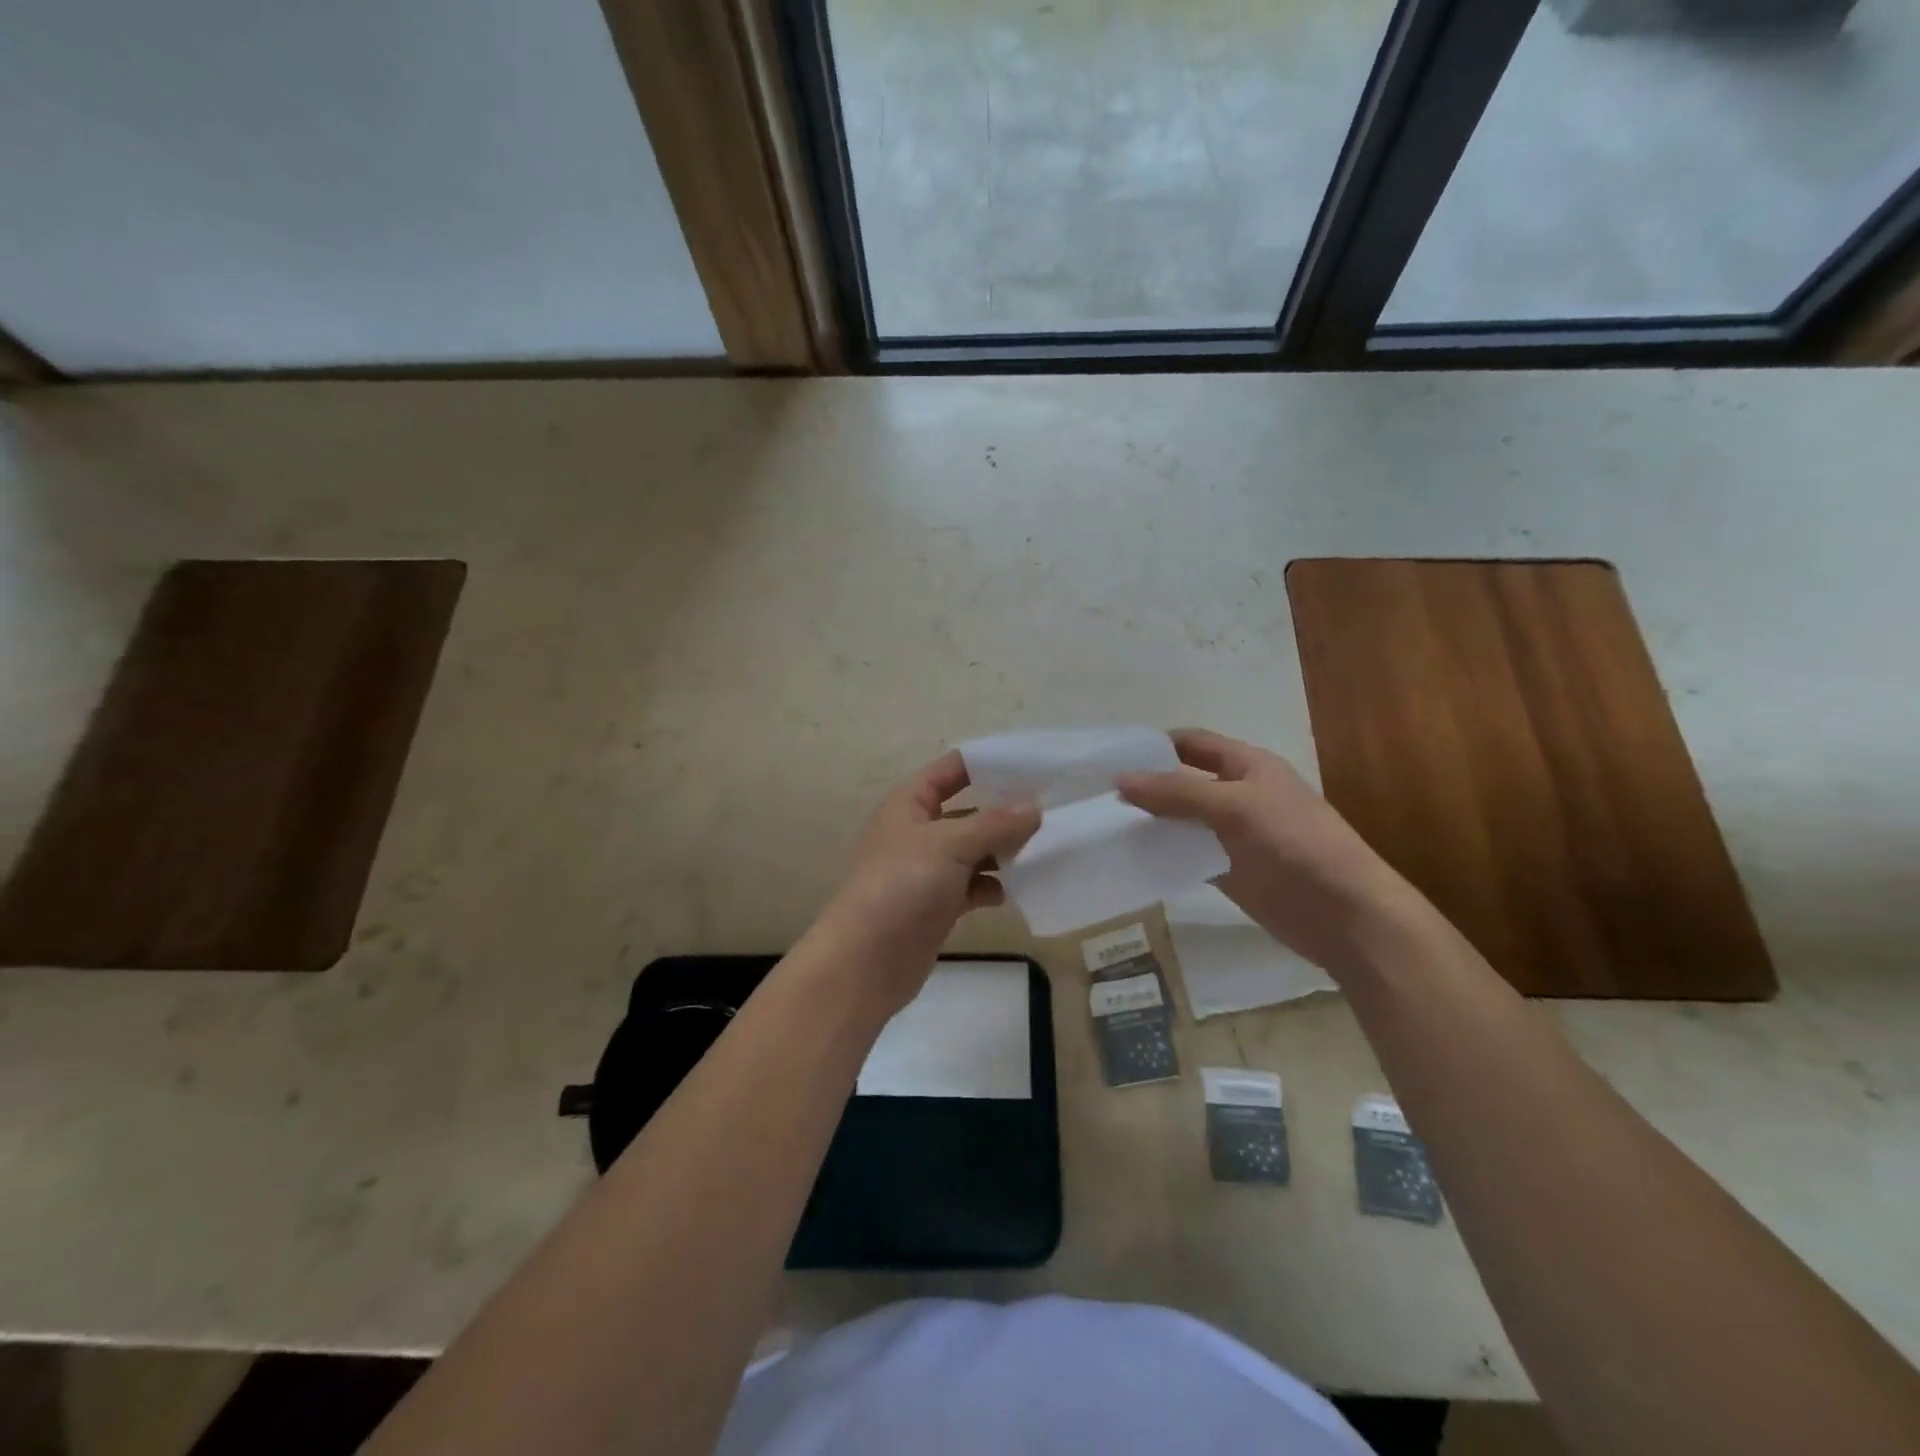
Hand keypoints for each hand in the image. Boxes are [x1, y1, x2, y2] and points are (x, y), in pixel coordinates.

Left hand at [811, 750, 1039, 1014]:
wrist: (867, 960)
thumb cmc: (903, 885)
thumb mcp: (951, 844)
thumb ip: (996, 824)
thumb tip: (1035, 807)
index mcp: (910, 804)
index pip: (951, 769)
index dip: (987, 763)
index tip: (1032, 763)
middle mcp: (918, 831)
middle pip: (968, 811)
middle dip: (1004, 811)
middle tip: (1051, 809)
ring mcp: (928, 870)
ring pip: (974, 851)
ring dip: (1004, 851)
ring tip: (1044, 849)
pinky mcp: (938, 904)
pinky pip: (973, 886)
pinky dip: (993, 886)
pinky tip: (1017, 890)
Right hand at [1118, 729, 1424, 977]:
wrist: (1345, 914)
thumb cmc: (1296, 844)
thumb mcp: (1235, 807)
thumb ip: (1177, 792)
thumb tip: (1120, 779)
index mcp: (1247, 766)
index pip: (1192, 743)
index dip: (1155, 745)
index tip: (1110, 756)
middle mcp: (1237, 795)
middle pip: (1182, 782)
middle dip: (1145, 785)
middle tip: (1095, 795)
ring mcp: (1232, 835)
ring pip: (1182, 821)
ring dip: (1150, 822)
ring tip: (1102, 826)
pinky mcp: (1228, 872)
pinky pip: (1187, 856)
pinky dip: (1163, 855)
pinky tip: (1131, 859)